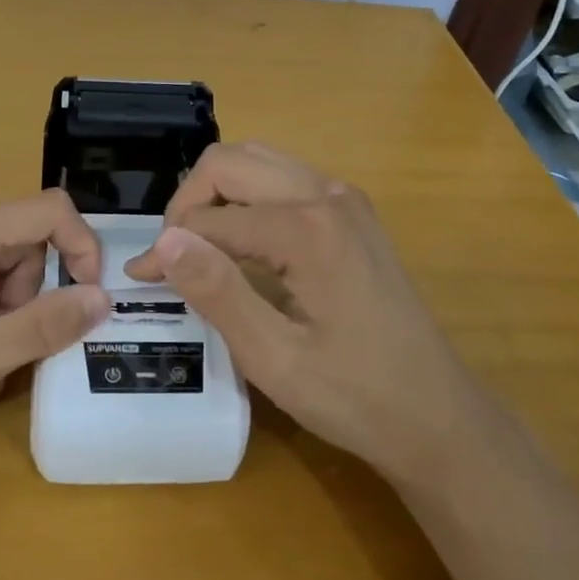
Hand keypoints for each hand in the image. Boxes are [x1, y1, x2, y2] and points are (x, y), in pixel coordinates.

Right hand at [125, 143, 464, 481]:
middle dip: (188, 203)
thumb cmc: (356, 398)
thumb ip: (217, 292)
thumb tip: (162, 242)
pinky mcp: (351, 213)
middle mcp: (327, 194)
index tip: (139, 280)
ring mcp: (345, 199)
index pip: (210, 218)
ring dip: (216, 195)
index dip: (167, 248)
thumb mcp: (275, 358)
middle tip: (171, 257)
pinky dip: (247, 199)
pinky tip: (241, 244)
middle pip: (231, 162)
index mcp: (308, 228)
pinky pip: (283, 180)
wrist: (439, 416)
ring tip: (198, 248)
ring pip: (257, 162)